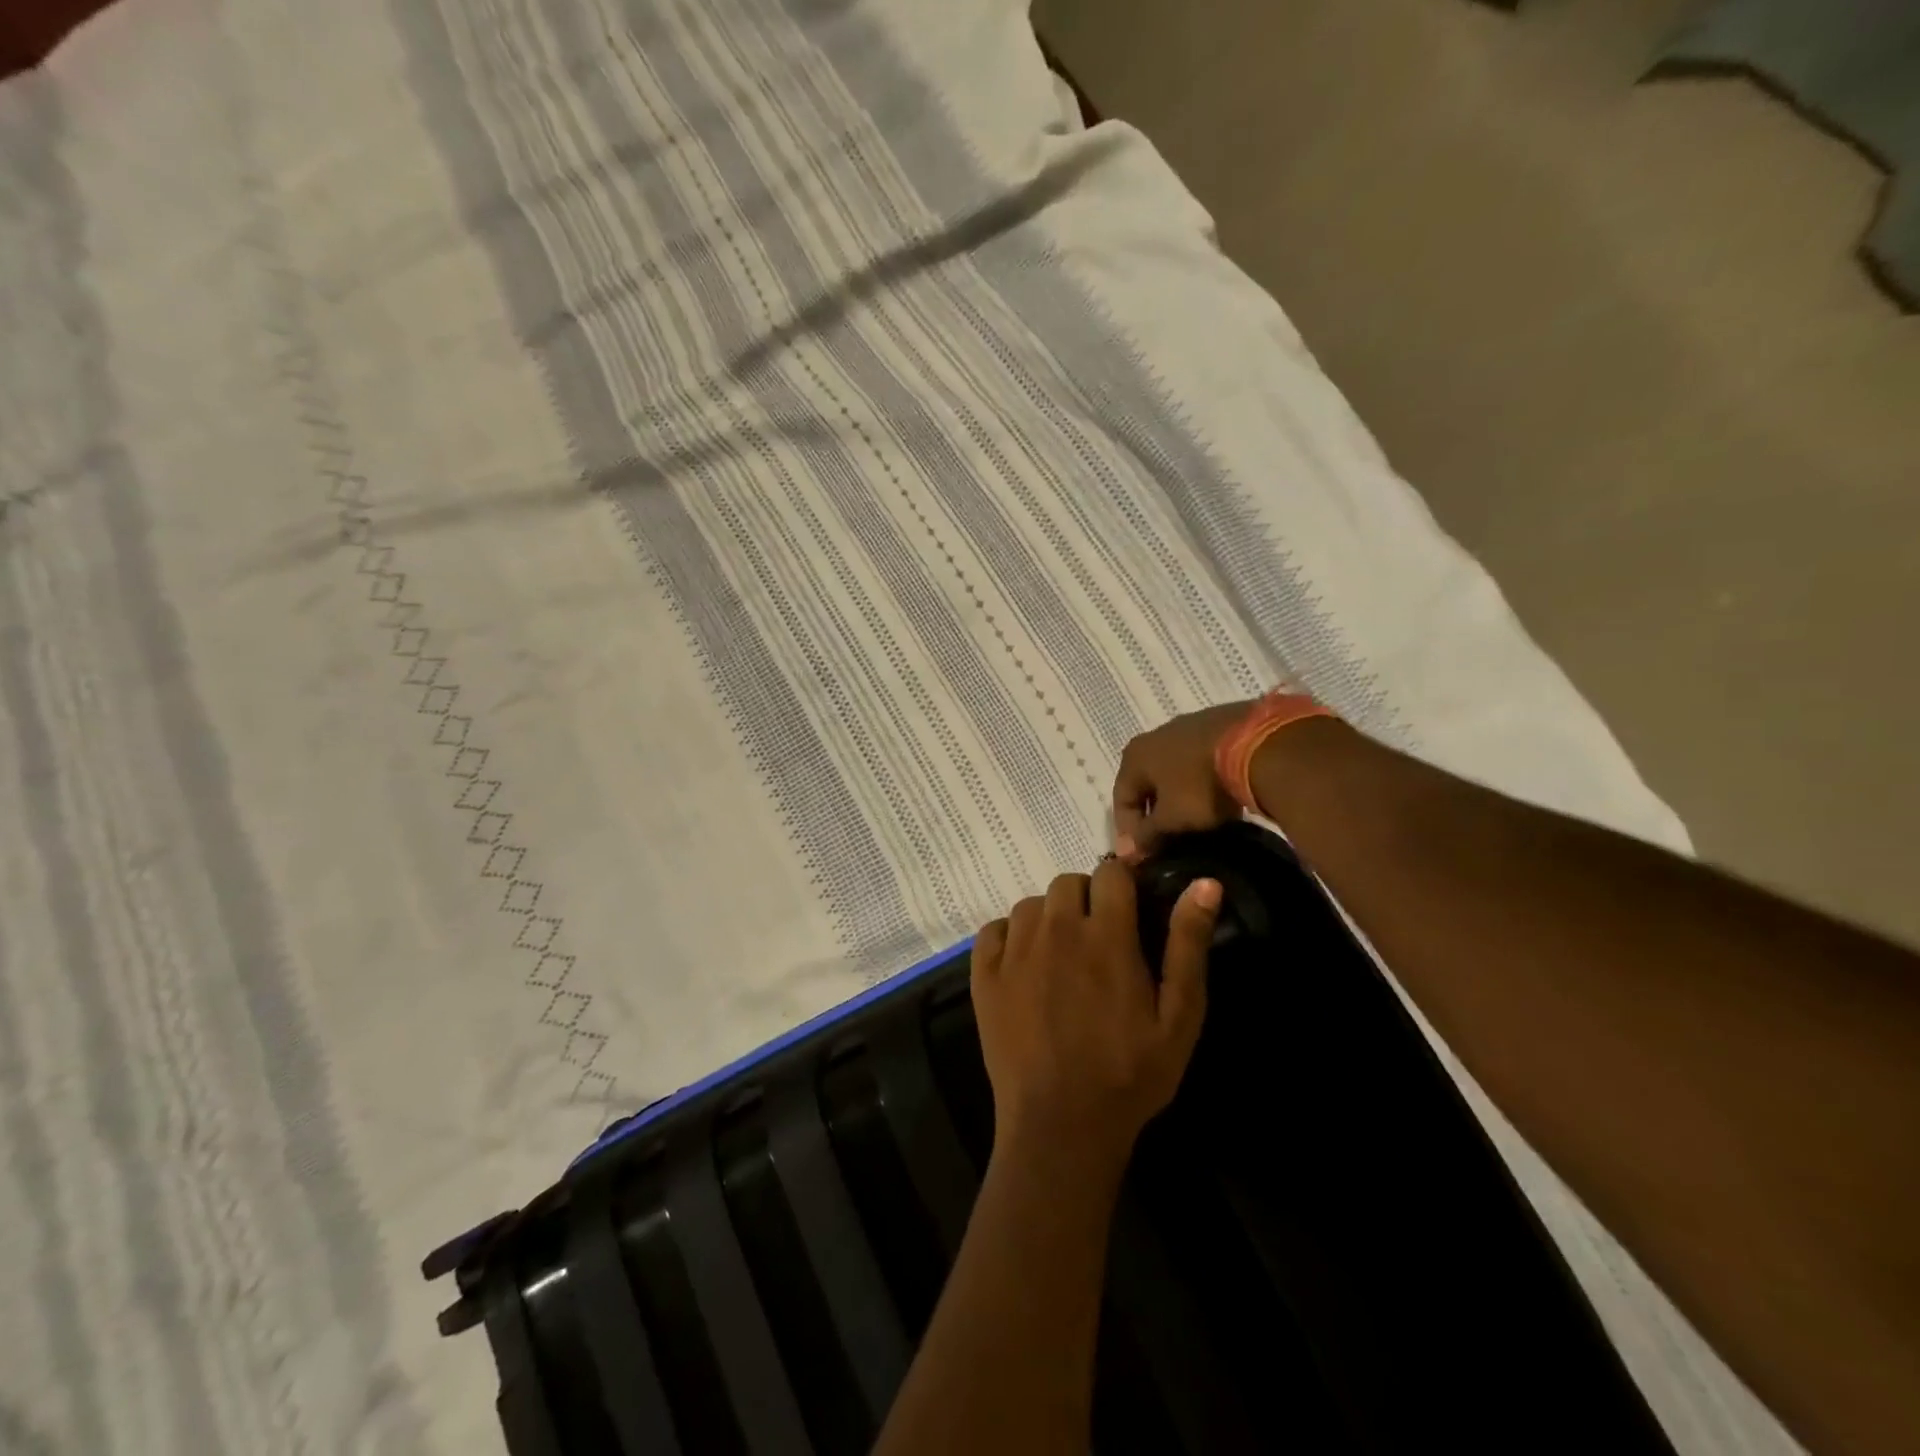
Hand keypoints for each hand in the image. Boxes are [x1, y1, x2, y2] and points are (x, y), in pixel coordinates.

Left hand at [971, 860, 1222, 1177]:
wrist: (1060, 1126)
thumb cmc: (1129, 1075)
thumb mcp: (1179, 1017)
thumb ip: (1188, 945)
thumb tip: (1205, 883)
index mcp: (1106, 935)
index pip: (1110, 873)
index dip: (1122, 884)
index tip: (1128, 907)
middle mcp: (1056, 930)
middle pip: (1068, 882)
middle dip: (1087, 900)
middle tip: (1098, 939)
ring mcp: (1015, 951)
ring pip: (1031, 904)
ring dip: (1049, 918)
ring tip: (1062, 956)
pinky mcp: (984, 975)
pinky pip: (994, 930)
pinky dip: (1009, 937)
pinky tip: (1024, 966)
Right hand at [1112, 700, 1255, 860]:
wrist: (1259, 745)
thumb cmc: (1201, 785)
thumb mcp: (1171, 819)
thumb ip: (1147, 835)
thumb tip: (1130, 851)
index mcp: (1134, 756)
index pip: (1121, 800)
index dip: (1128, 832)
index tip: (1143, 856)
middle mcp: (1155, 736)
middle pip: (1147, 784)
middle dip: (1155, 814)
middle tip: (1167, 841)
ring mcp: (1189, 727)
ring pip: (1175, 772)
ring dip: (1180, 797)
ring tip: (1197, 823)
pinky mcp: (1220, 725)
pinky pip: (1202, 762)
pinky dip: (1203, 783)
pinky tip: (1219, 799)